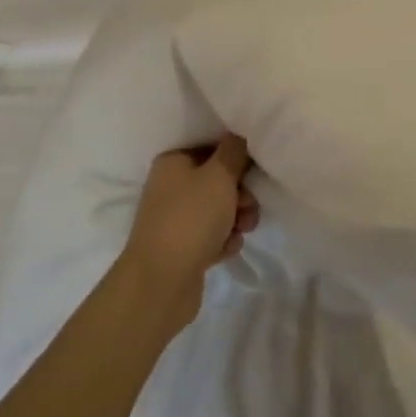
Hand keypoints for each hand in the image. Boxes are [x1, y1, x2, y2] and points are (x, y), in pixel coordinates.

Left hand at [119, 134, 258, 333]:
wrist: (161, 281)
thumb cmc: (191, 218)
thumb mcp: (219, 176)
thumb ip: (234, 151)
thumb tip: (238, 135)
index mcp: (173, 162)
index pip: (212, 148)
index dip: (236, 159)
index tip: (254, 171)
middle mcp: (170, 187)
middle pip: (217, 181)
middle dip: (240, 194)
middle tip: (249, 206)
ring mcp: (175, 219)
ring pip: (218, 210)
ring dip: (236, 218)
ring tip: (242, 230)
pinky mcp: (182, 247)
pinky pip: (212, 236)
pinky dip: (223, 240)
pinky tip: (225, 250)